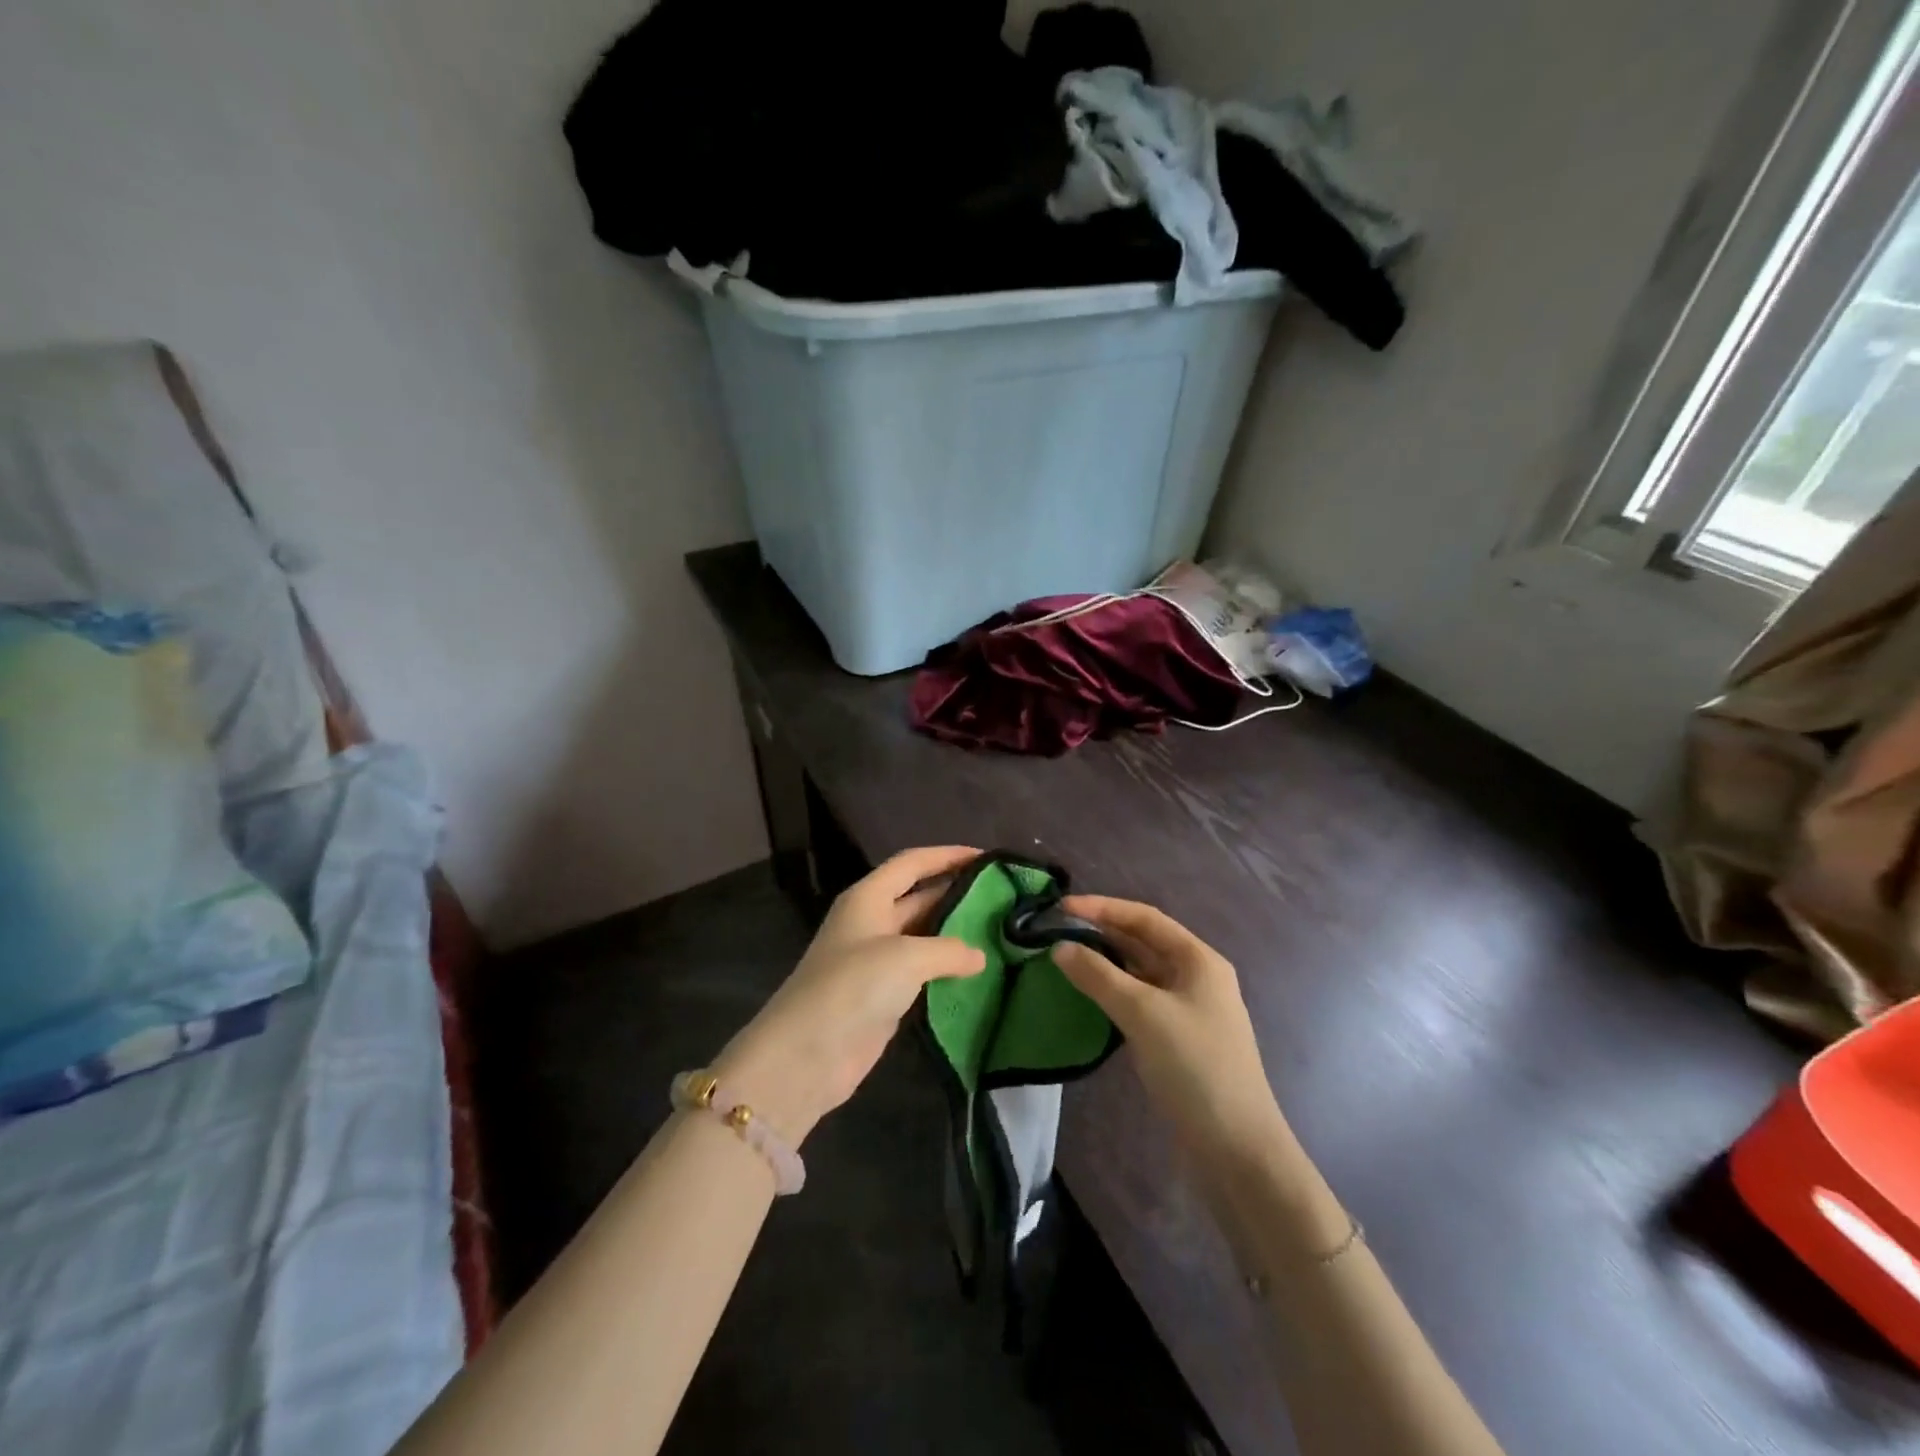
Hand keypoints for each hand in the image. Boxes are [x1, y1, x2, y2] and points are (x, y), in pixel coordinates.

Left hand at [711, 846, 986, 1144]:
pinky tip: (978, 971)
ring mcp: (876, 960)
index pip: (913, 863)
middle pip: (919, 896)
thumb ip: (948, 949)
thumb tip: (979, 955)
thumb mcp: (906, 957)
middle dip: (956, 892)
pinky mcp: (883, 995)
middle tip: (1003, 895)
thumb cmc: (853, 987)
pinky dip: (947, 969)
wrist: (806, 1055)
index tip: (988, 856)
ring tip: (999, 929)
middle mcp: (871, 922)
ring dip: (955, 933)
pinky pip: (922, 971)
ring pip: (923, 935)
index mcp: (868, 898)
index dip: (948, 855)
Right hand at [1052, 896, 1288, 1163]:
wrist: (1236, 1148)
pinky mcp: (1178, 1038)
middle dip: (1101, 933)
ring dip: (1105, 963)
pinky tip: (1089, 995)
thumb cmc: (1195, 1066)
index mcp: (1198, 959)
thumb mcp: (1143, 1013)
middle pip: (1143, 942)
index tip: (1061, 908)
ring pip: (1139, 972)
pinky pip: (1139, 1000)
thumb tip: (1059, 947)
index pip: (1144, 918)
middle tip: (1056, 932)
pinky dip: (1113, 991)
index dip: (1102, 908)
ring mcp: (1188, 1009)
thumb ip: (1098, 975)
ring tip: (1065, 957)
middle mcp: (1196, 976)